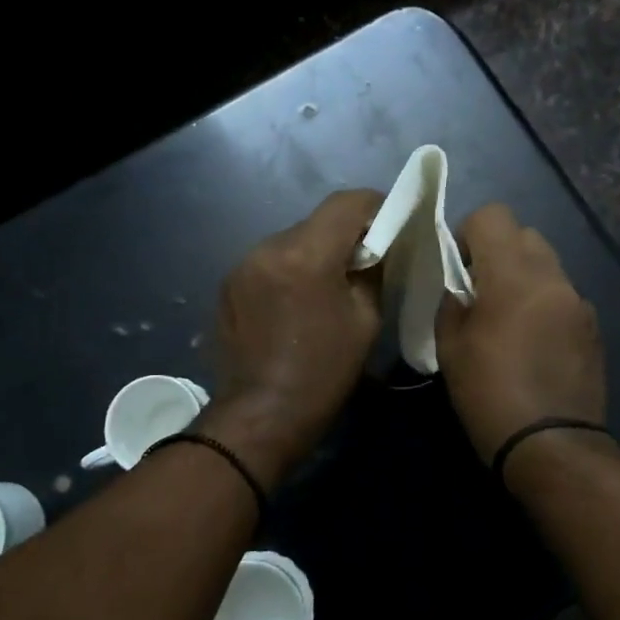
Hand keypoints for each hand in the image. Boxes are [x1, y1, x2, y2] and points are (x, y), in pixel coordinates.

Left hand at [199, 189, 384, 487]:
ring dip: (314, 254)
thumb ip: (373, 272)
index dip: (375, 206)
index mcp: (306, 254)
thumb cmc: (323, 373)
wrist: (260, 416)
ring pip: (291, 241)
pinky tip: (296, 303)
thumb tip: (376, 248)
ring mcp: (241, 265)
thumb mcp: (365, 321)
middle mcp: (267, 248)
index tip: (391, 225)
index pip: (346, 203)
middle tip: (364, 262)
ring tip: (327, 287)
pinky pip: (269, 263)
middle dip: (344, 235)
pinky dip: (288, 271)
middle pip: (316, 222)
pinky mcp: (228, 285)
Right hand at [435, 204, 608, 466]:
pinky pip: (563, 295)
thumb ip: (453, 301)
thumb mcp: (451, 347)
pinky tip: (535, 343)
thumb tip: (462, 286)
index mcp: (513, 276)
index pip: (493, 216)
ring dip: (524, 276)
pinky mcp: (594, 327)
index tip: (458, 268)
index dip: (468, 233)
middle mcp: (553, 278)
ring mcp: (580, 302)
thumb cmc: (489, 395)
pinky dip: (545, 302)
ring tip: (509, 320)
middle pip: (525, 234)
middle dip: (499, 252)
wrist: (552, 447)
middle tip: (481, 292)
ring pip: (548, 264)